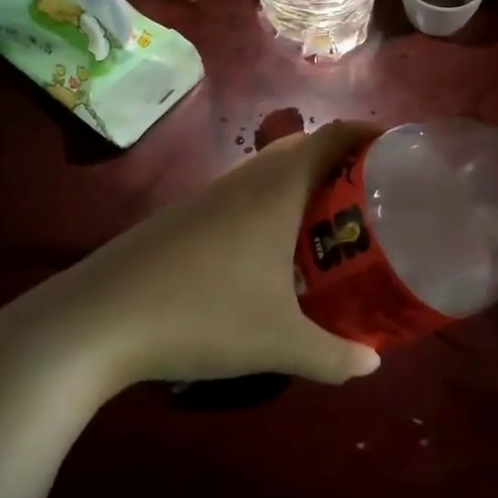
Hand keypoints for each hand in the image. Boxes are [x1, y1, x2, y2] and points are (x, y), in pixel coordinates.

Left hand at [47, 122, 382, 391]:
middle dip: (344, 164)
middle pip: (305, 147)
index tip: (402, 154)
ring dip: (305, 186)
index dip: (372, 134)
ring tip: (333, 225)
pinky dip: (273, 207)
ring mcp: (208, 196)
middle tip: (376, 198)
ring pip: (270, 172)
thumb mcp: (278, 342)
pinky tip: (273, 254)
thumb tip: (372, 364)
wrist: (94, 321)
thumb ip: (334, 355)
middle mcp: (245, 178)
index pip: (335, 135)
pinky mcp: (184, 218)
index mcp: (277, 186)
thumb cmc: (200, 315)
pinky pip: (244, 195)